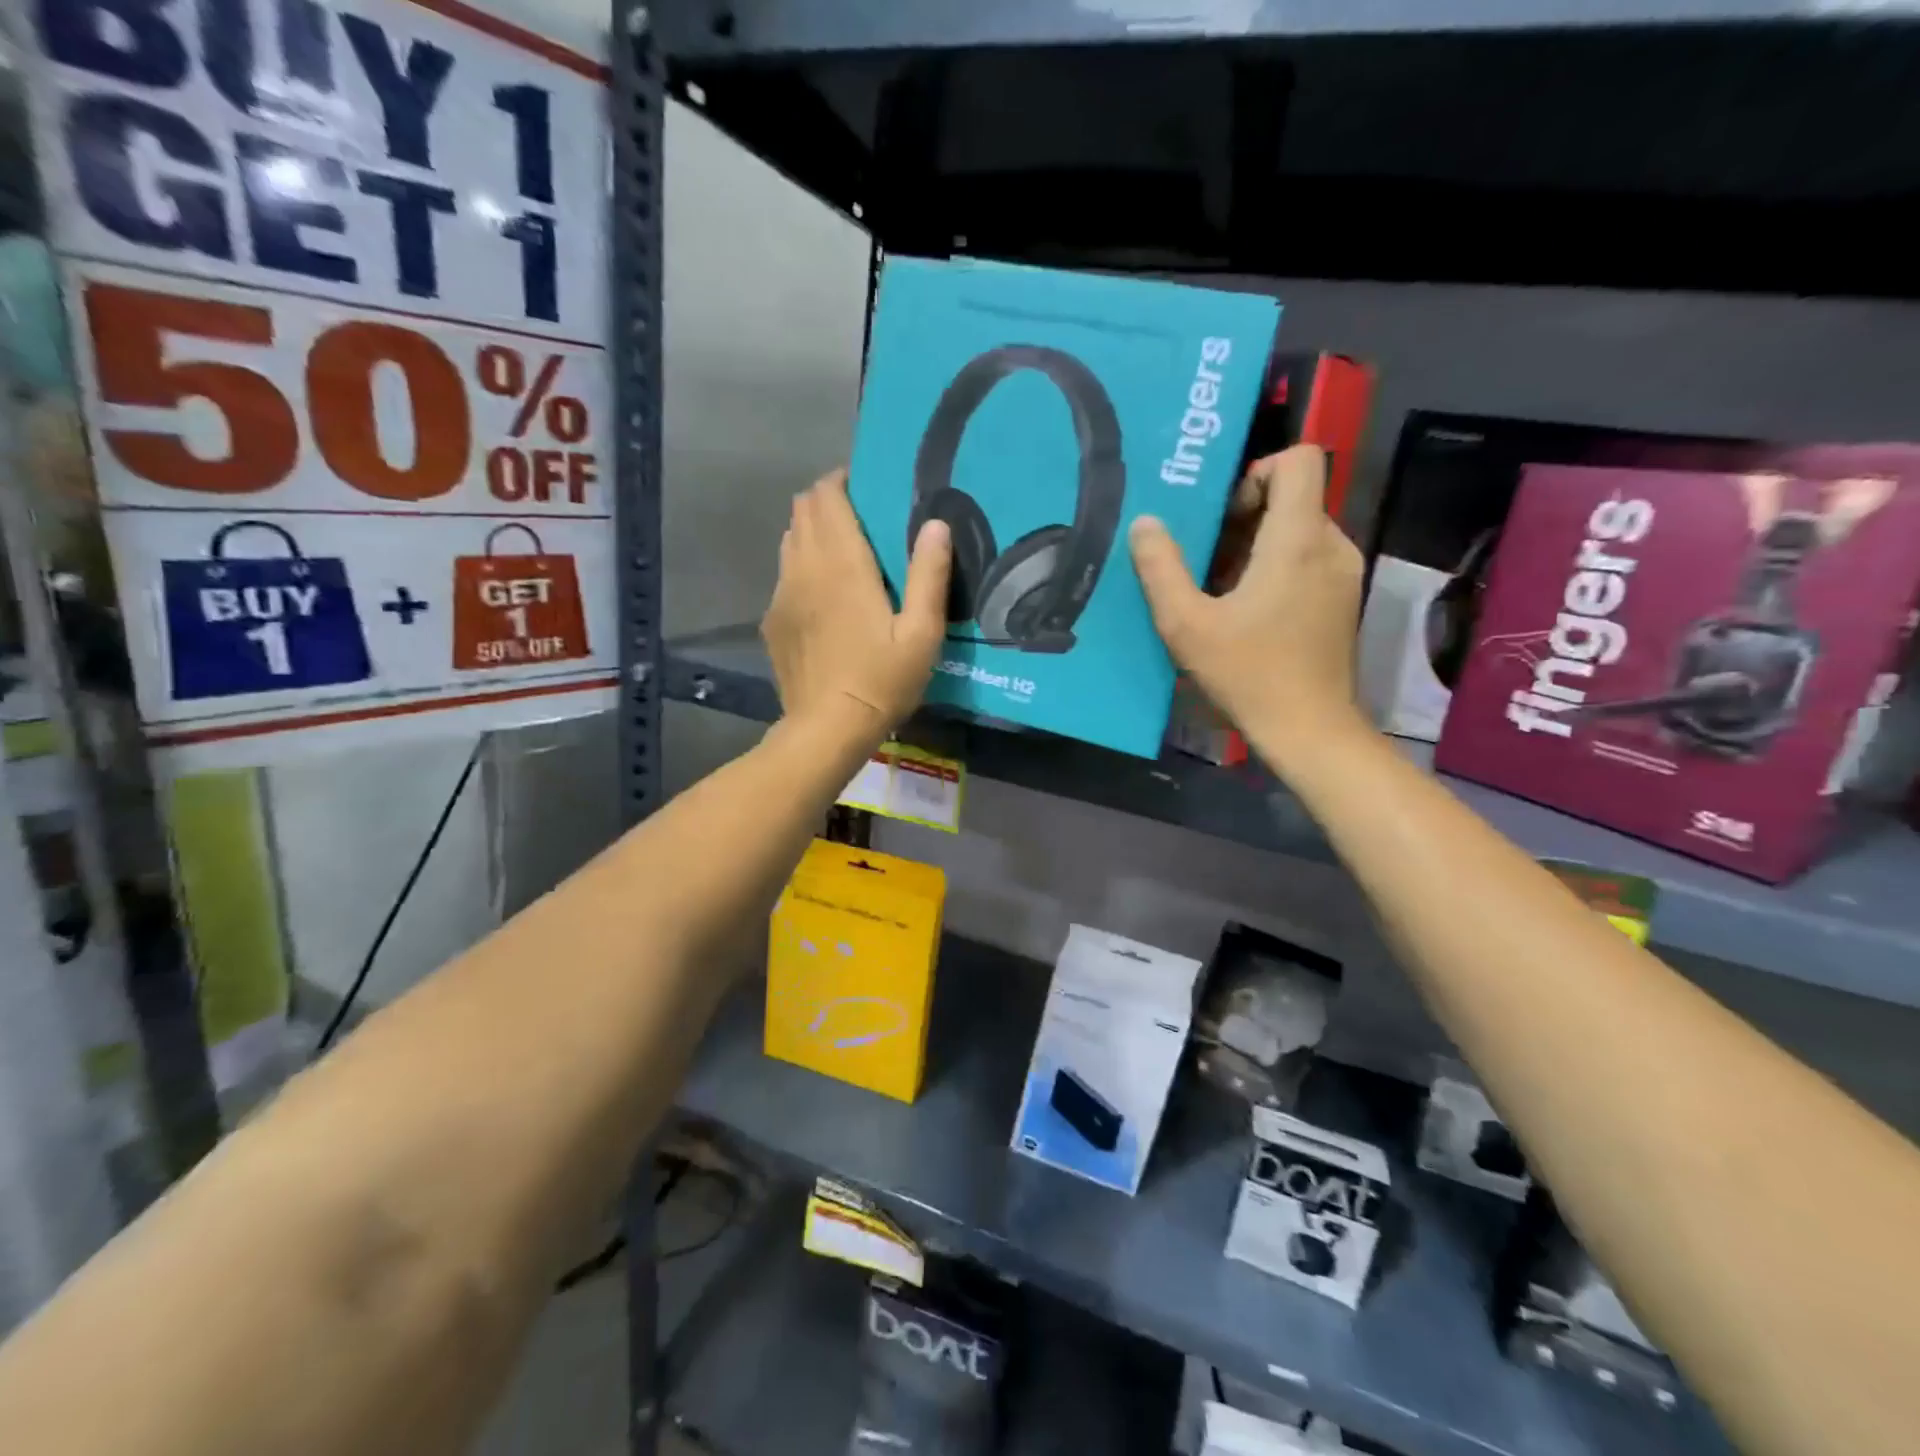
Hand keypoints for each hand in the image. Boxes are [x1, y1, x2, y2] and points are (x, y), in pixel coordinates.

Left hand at [762, 469, 951, 740]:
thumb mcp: (922, 634)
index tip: (865, 486)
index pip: (827, 497)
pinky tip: (823, 597)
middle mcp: (805, 568)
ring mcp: (782, 594)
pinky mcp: (773, 620)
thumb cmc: (882, 681)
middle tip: (858, 516)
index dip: (842, 481)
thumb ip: (929, 575)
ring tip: (841, 552)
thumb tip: (936, 523)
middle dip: (826, 501)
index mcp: (843, 565)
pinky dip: (801, 567)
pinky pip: (784, 575)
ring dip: (812, 532)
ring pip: (789, 540)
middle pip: (802, 510)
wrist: (828, 728)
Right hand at [1129, 445, 1367, 774]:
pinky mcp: (1341, 601)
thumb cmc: (1248, 674)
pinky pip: (1308, 560)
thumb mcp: (1186, 625)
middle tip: (1203, 554)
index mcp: (1297, 540)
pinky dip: (1275, 568)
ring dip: (1256, 545)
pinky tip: (1244, 610)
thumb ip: (1160, 569)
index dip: (1257, 471)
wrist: (1309, 730)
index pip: (1299, 461)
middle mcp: (1330, 546)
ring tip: (1217, 586)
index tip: (1223, 513)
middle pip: (1294, 497)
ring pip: (1299, 531)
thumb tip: (1144, 523)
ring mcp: (1342, 575)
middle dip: (1245, 515)